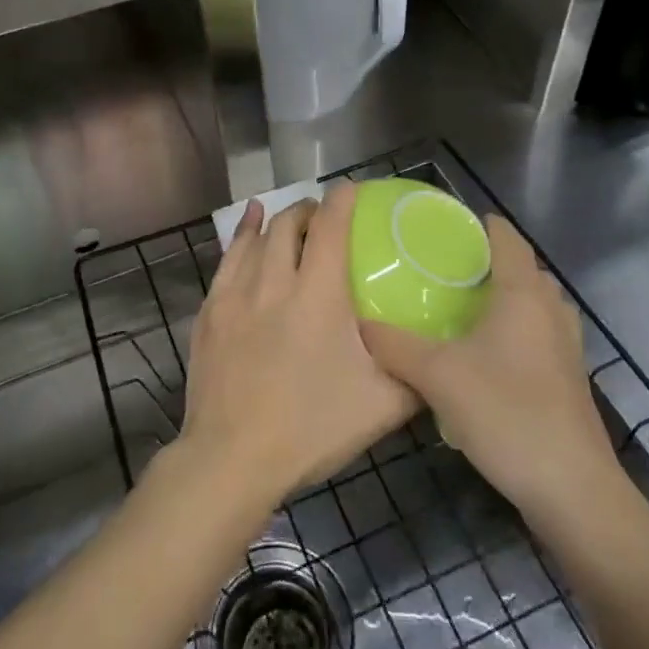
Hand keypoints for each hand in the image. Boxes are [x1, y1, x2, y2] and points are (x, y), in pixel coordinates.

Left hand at [182, 183, 417, 509]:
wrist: (230, 458)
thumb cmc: (310, 429)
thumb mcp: (381, 406)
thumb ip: (414, 375)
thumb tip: (438, 359)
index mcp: (318, 295)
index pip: (332, 228)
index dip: (343, 201)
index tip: (353, 189)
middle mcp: (274, 282)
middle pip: (290, 224)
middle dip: (309, 210)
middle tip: (325, 218)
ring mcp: (235, 295)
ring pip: (256, 238)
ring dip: (277, 221)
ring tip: (290, 216)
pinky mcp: (210, 313)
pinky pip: (226, 259)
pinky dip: (242, 236)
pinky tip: (247, 228)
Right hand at [363, 216, 627, 521]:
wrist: (570, 488)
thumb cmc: (506, 412)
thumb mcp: (437, 376)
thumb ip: (395, 345)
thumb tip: (361, 324)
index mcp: (524, 294)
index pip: (507, 238)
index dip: (480, 225)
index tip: (445, 225)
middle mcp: (551, 311)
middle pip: (523, 270)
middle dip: (488, 263)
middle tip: (444, 271)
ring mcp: (566, 348)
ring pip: (534, 306)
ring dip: (504, 300)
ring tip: (461, 310)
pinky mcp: (567, 380)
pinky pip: (538, 337)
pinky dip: (513, 333)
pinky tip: (482, 358)